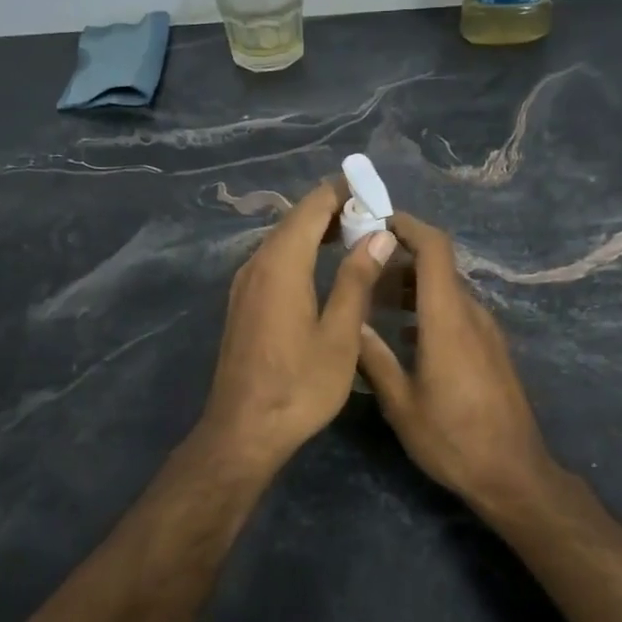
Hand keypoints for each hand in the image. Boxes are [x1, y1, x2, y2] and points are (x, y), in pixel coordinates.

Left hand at [196, 179, 396, 476]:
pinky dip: (300, 252)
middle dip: (333, 209)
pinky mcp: (243, 303)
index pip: (312, 206)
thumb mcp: (340, 334)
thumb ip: (356, 279)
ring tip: (357, 236)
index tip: (375, 191)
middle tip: (374, 215)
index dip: (343, 192)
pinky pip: (273, 261)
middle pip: (295, 219)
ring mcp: (244, 284)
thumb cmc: (299, 386)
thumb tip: (378, 235)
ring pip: (282, 240)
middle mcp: (256, 264)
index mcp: (281, 264)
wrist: (244, 430)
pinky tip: (323, 268)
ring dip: (316, 231)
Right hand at [356, 213, 557, 512]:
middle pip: (438, 267)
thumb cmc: (452, 439)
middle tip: (360, 266)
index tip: (375, 221)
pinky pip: (457, 312)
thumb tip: (351, 322)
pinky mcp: (491, 349)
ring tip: (373, 300)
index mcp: (448, 319)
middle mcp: (471, 315)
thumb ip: (374, 358)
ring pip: (446, 290)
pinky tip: (403, 333)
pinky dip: (428, 308)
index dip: (408, 226)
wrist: (513, 473)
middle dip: (399, 258)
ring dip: (412, 286)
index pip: (434, 249)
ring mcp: (486, 332)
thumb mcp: (401, 404)